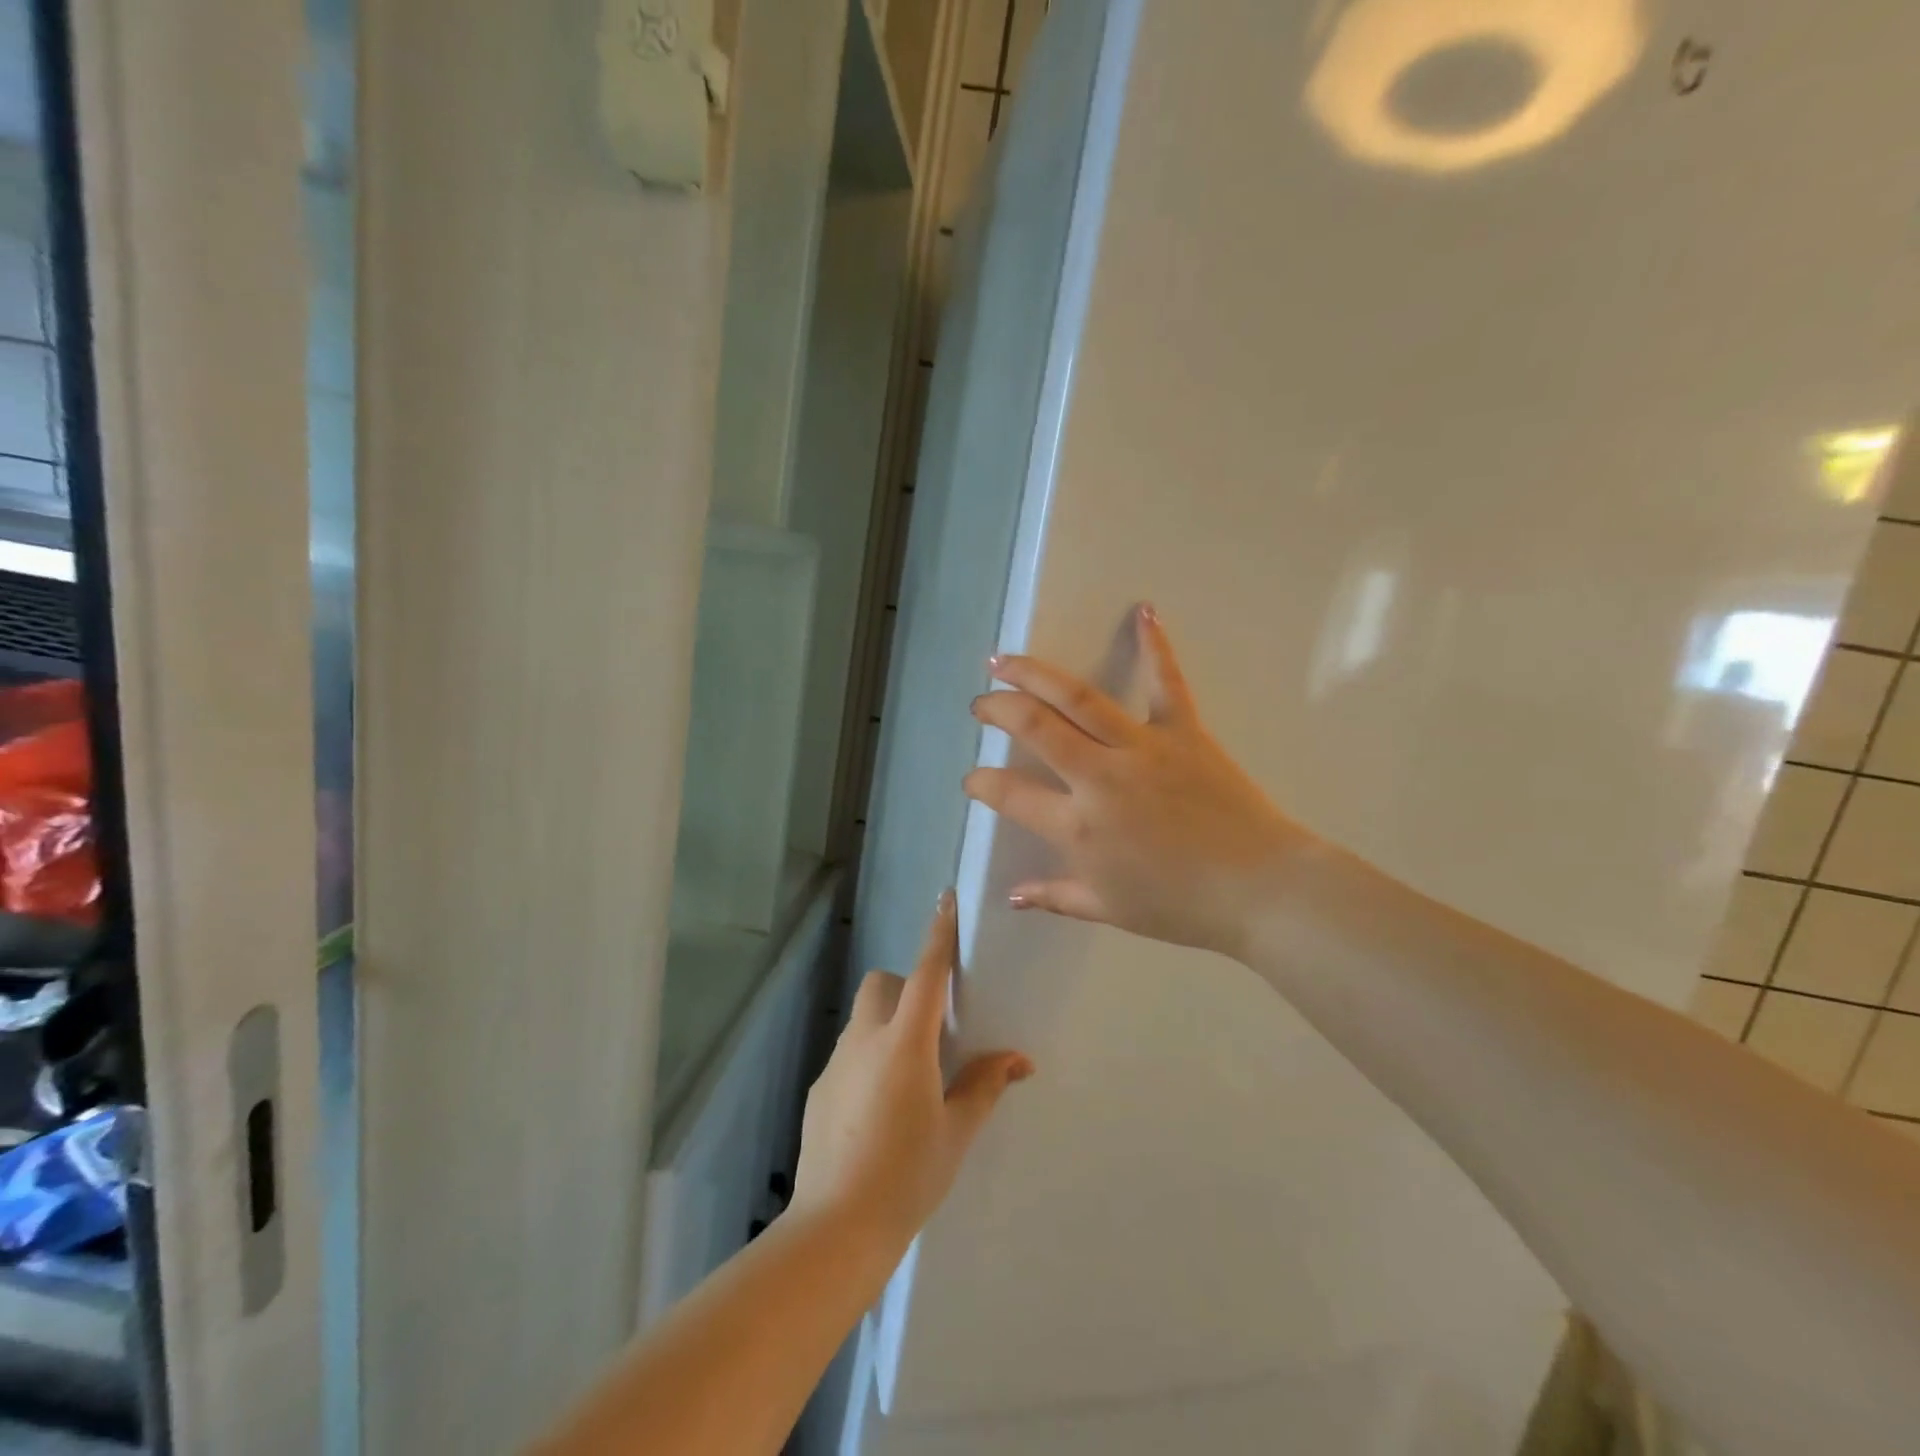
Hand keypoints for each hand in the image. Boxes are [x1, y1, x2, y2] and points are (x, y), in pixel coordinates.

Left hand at [790, 893, 1032, 1249]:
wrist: (835, 1229)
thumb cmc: (907, 1177)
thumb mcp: (956, 1132)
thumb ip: (984, 1086)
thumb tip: (1018, 1059)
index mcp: (906, 1044)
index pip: (927, 973)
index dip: (938, 933)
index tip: (946, 898)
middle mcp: (866, 1040)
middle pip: (883, 984)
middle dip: (907, 989)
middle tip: (931, 1031)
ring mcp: (836, 1062)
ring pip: (863, 1018)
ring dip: (886, 1025)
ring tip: (907, 1078)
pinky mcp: (819, 1088)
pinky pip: (848, 1053)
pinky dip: (867, 1059)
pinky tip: (877, 1111)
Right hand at [962, 604, 1309, 960]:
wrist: (1260, 889)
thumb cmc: (1180, 905)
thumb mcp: (1108, 908)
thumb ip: (1056, 896)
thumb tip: (1013, 896)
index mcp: (1078, 826)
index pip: (1010, 793)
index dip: (981, 783)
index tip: (973, 779)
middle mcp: (1099, 776)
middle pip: (1035, 726)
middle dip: (997, 709)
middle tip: (981, 703)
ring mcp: (1141, 747)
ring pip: (1077, 697)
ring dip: (1034, 673)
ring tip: (1005, 660)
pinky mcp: (1183, 731)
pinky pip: (1166, 682)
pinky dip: (1155, 645)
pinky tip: (1143, 610)